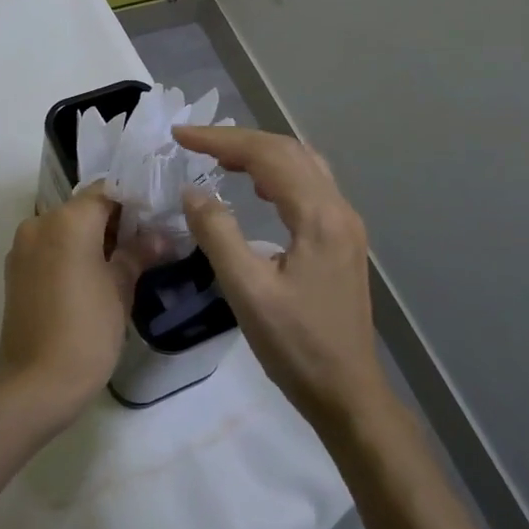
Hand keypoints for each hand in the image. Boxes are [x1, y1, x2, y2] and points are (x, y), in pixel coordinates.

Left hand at [0, 189, 149, 433]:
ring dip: (92, 236)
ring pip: (65, 227)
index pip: (106, 191)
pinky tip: (94, 274)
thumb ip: (138, 254)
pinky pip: (49, 247)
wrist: (35, 384)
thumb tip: (159, 236)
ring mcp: (23, 247)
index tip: (157, 213)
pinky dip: (71, 252)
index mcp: (67, 221)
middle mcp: (40, 223)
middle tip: (147, 238)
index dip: (133, 199)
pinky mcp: (15, 270)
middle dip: (115, 219)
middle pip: (83, 207)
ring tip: (124, 258)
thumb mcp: (120, 289)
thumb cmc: (86, 331)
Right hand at [174, 126, 387, 433]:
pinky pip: (308, 185)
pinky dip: (276, 173)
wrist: (348, 393)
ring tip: (219, 157)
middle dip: (239, 140)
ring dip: (260, 152)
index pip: (267, 156)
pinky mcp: (342, 240)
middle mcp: (338, 210)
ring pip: (302, 165)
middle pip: (288, 151)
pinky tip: (255, 187)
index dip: (221, 140)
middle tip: (195, 142)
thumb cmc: (296, 347)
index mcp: (319, 217)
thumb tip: (192, 191)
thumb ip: (217, 234)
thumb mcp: (247, 292)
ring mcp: (345, 225)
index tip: (180, 135)